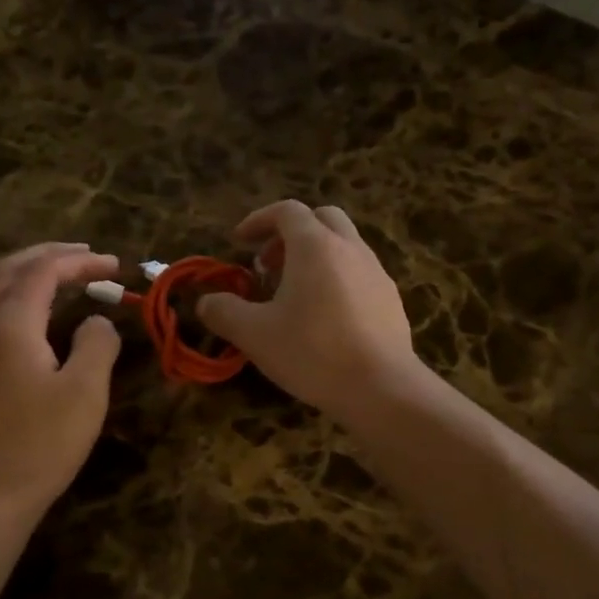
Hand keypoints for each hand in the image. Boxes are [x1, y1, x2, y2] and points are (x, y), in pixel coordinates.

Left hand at [0, 243, 121, 517]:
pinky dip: (17, 295)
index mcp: (10, 324)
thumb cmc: (42, 442)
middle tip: (87, 256)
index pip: (43, 271)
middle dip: (50, 255)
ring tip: (65, 276)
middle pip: (10, 269)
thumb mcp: (85, 391)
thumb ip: (96, 344)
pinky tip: (38, 314)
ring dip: (30, 272)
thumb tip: (97, 321)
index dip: (80, 261)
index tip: (115, 265)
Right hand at [197, 201, 420, 419]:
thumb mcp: (254, 335)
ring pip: (344, 246)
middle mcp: (350, 248)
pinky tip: (326, 318)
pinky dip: (337, 280)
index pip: (286, 211)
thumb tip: (206, 302)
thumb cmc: (313, 352)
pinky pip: (360, 274)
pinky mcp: (391, 300)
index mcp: (315, 246)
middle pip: (322, 219)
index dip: (258, 221)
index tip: (239, 242)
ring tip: (294, 295)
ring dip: (316, 258)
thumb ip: (224, 312)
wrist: (381, 387)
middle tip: (269, 265)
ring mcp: (377, 273)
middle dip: (291, 234)